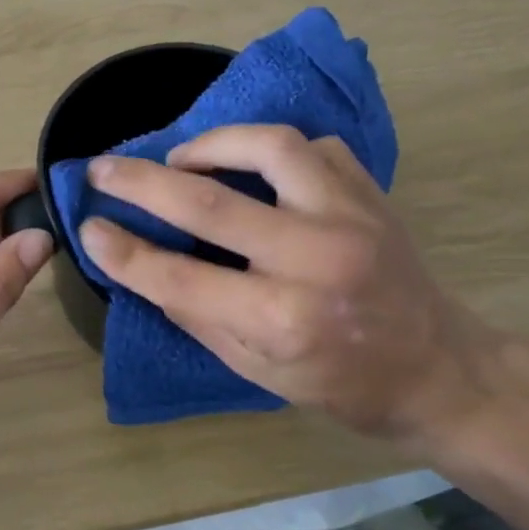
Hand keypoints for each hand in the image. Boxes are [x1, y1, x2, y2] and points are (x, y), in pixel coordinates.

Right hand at [77, 126, 501, 444]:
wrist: (440, 370)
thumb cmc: (343, 385)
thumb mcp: (257, 372)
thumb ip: (199, 317)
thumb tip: (145, 269)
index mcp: (282, 319)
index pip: (179, 276)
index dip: (124, 252)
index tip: (88, 228)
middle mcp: (315, 259)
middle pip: (208, 203)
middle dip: (141, 182)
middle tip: (103, 168)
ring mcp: (350, 217)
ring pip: (269, 147)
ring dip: (211, 144)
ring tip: (181, 157)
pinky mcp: (372, 194)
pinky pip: (313, 148)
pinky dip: (272, 149)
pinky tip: (252, 166)